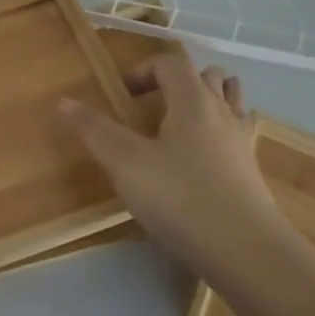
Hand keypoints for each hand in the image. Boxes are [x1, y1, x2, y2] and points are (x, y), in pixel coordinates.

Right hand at [60, 55, 288, 290]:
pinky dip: (217, 134)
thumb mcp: (125, 163)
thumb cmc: (181, 198)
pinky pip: (235, 134)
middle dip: (176, 83)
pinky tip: (199, 160)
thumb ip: (94, 130)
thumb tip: (63, 101)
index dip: (143, 70)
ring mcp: (241, 142)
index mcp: (192, 100)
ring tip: (176, 127)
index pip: (170, 62)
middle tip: (149, 108)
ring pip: (228, 102)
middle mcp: (221, 113)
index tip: (122, 96)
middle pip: (205, 76)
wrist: (247, 253)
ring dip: (203, 103)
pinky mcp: (251, 173)